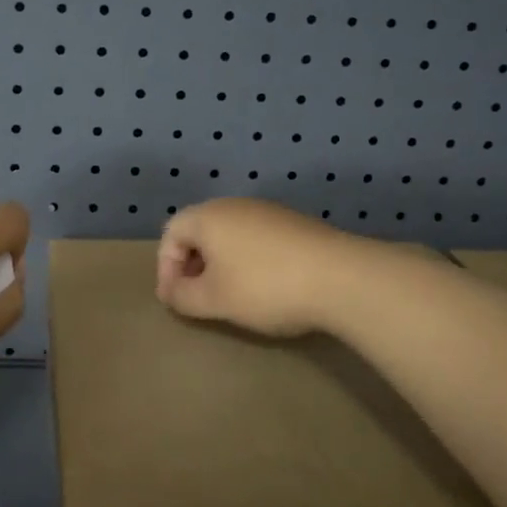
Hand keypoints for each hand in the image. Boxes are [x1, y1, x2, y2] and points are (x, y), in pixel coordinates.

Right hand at [155, 198, 359, 338]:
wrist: (341, 277)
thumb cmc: (264, 287)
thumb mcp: (214, 300)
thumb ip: (182, 296)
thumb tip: (170, 292)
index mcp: (208, 216)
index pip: (171, 232)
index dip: (166, 267)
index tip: (176, 299)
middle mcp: (235, 205)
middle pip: (200, 229)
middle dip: (192, 264)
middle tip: (198, 296)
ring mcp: (268, 211)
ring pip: (230, 234)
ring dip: (221, 263)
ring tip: (230, 295)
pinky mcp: (294, 223)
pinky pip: (256, 238)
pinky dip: (248, 259)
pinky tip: (265, 286)